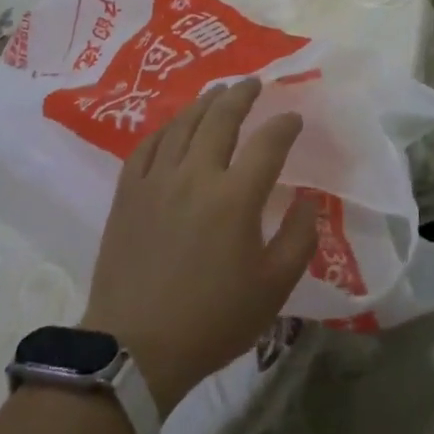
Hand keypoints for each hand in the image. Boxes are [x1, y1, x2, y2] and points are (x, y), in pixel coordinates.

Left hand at [80, 78, 318, 414]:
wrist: (135, 349)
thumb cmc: (212, 320)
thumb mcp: (273, 287)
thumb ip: (299, 238)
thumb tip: (306, 199)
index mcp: (235, 197)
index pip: (267, 143)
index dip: (284, 125)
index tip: (294, 119)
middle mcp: (196, 175)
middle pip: (221, 118)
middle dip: (241, 95)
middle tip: (252, 83)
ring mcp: (157, 180)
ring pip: (183, 124)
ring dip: (204, 103)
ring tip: (217, 92)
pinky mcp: (128, 193)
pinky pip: (147, 145)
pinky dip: (166, 128)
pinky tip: (174, 125)